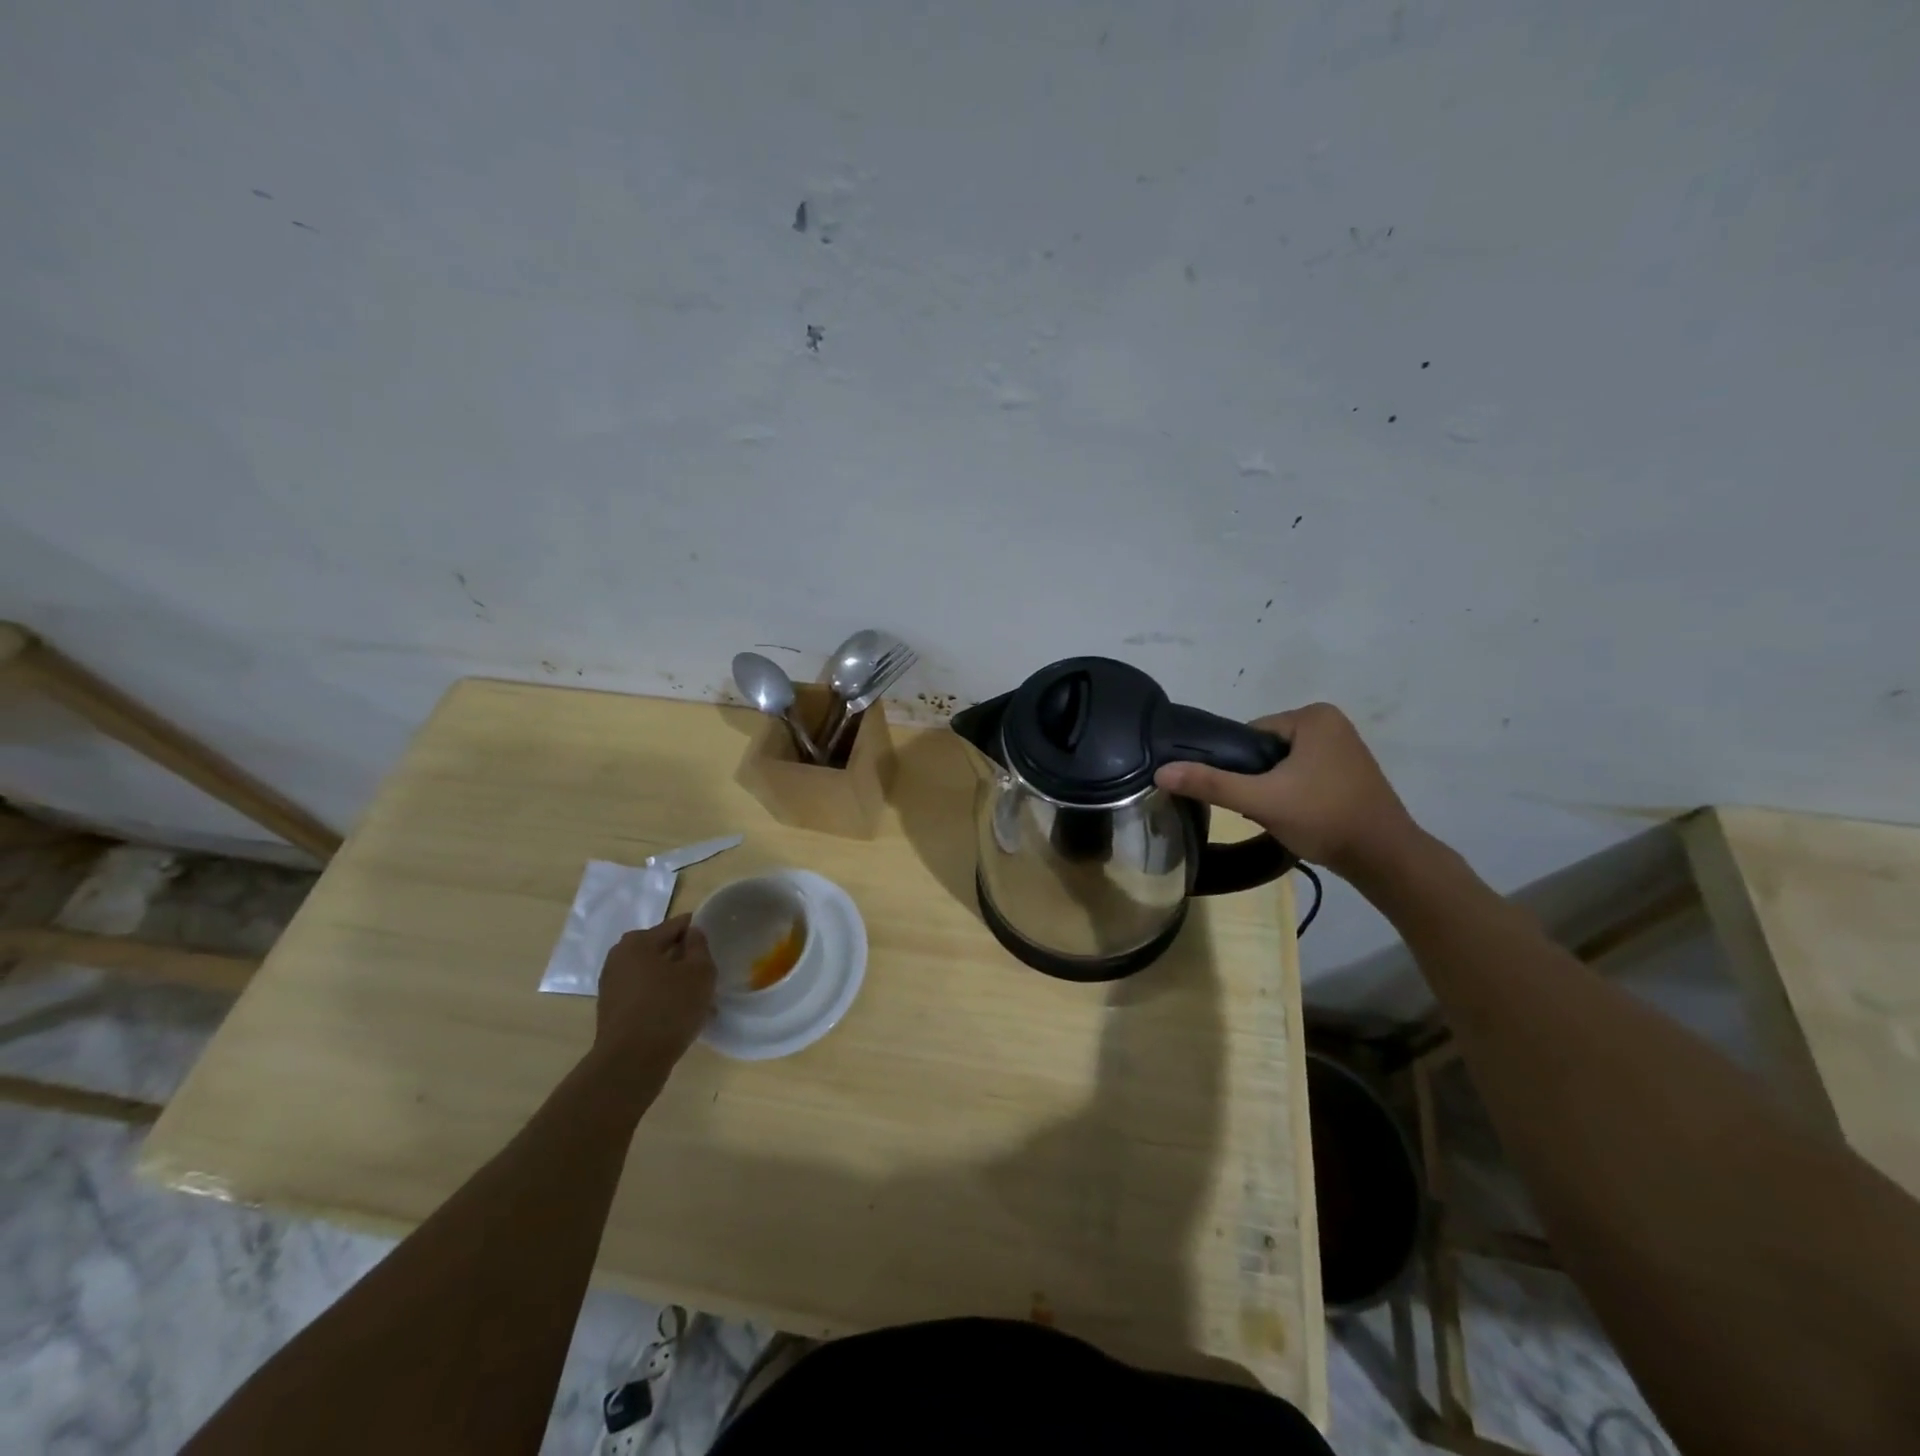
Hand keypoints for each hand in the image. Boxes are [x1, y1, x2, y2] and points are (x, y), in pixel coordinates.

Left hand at [592, 915, 716, 1071]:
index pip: (676, 926)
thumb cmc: (670, 1008)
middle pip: (662, 950)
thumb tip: (692, 934)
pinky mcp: (612, 1011)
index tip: (715, 945)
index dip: (698, 932)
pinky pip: (645, 996)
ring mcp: (612, 986)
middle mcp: (619, 958)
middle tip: (707, 975)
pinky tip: (681, 1017)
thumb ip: (699, 946)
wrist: (631, 1063)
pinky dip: (662, 1000)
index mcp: (638, 942)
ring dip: (675, 983)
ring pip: (654, 975)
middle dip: (684, 960)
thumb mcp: (700, 972)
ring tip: (699, 1000)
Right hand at [1154, 702, 1420, 879]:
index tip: (1245, 795)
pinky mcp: (1351, 771)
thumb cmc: (1324, 818)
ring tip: (1280, 815)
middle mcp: (1331, 722)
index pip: (1250, 734)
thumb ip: (1211, 783)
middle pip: (1266, 749)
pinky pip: (1304, 774)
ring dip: (1274, 788)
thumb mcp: (1260, 800)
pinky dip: (1295, 793)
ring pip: (1283, 764)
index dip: (1238, 766)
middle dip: (1257, 779)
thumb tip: (1161, 772)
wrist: (1384, 858)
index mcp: (1312, 716)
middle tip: (1261, 809)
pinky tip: (1298, 816)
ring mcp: (1344, 747)